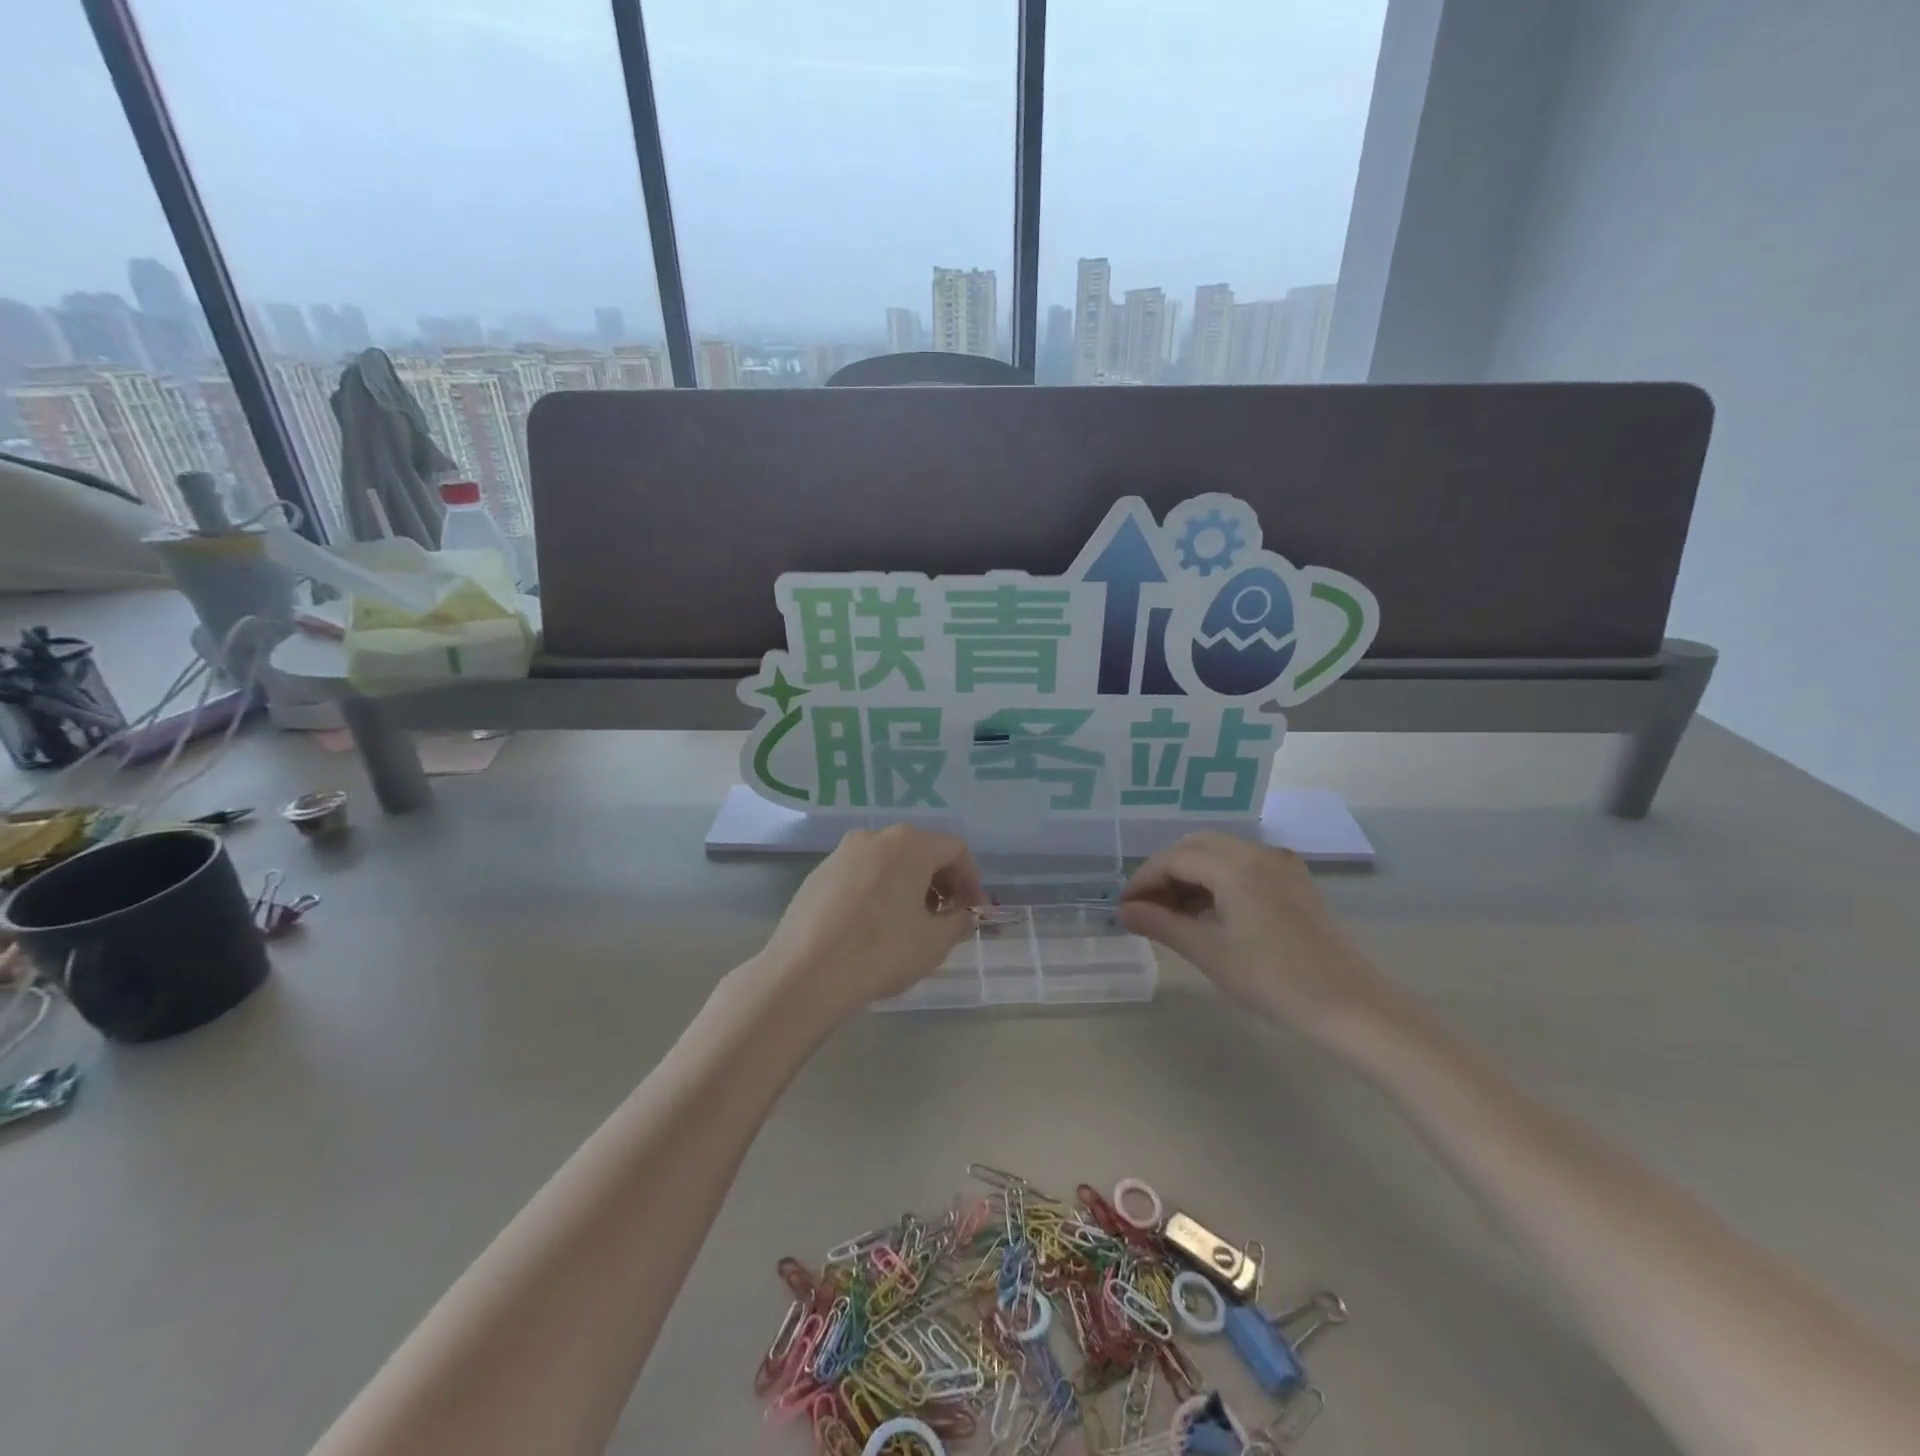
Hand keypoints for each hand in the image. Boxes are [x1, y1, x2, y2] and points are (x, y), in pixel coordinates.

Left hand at [752, 825, 984, 1022]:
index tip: (973, 911)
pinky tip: (873, 926)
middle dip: (940, 882)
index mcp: (909, 844)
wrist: (804, 974)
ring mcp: (841, 853)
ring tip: (910, 924)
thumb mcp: (934, 943)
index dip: (971, 880)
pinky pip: (861, 874)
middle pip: (921, 850)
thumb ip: (959, 922)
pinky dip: (878, 890)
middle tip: (946, 918)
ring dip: (909, 886)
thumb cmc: (880, 952)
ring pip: (889, 861)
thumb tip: (964, 915)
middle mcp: (875, 837)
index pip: (955, 850)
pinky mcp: (818, 874)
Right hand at [1119, 832, 1389, 1036]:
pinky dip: (1216, 882)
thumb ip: (1162, 925)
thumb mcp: (1210, 953)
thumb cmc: (1276, 981)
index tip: (1123, 908)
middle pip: (1196, 847)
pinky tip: (1206, 913)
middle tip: (1144, 907)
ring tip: (1169, 914)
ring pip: (1220, 855)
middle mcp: (1258, 853)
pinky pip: (1243, 868)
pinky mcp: (1294, 884)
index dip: (1144, 880)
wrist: (1354, 1008)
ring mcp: (1281, 866)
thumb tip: (1125, 911)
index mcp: (1236, 865)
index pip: (1175, 858)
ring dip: (1190, 876)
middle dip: (1165, 872)